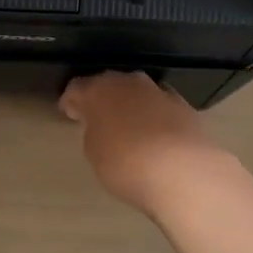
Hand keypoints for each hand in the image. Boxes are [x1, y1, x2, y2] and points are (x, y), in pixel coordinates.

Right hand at [60, 71, 236, 214]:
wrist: (181, 170)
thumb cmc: (125, 163)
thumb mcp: (94, 152)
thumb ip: (94, 131)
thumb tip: (101, 125)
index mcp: (97, 90)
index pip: (76, 88)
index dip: (70, 101)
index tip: (69, 114)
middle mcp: (127, 82)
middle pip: (108, 84)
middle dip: (101, 99)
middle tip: (96, 118)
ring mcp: (157, 91)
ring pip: (136, 91)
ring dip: (129, 104)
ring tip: (127, 126)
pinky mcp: (182, 105)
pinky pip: (159, 105)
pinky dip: (154, 114)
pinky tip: (155, 133)